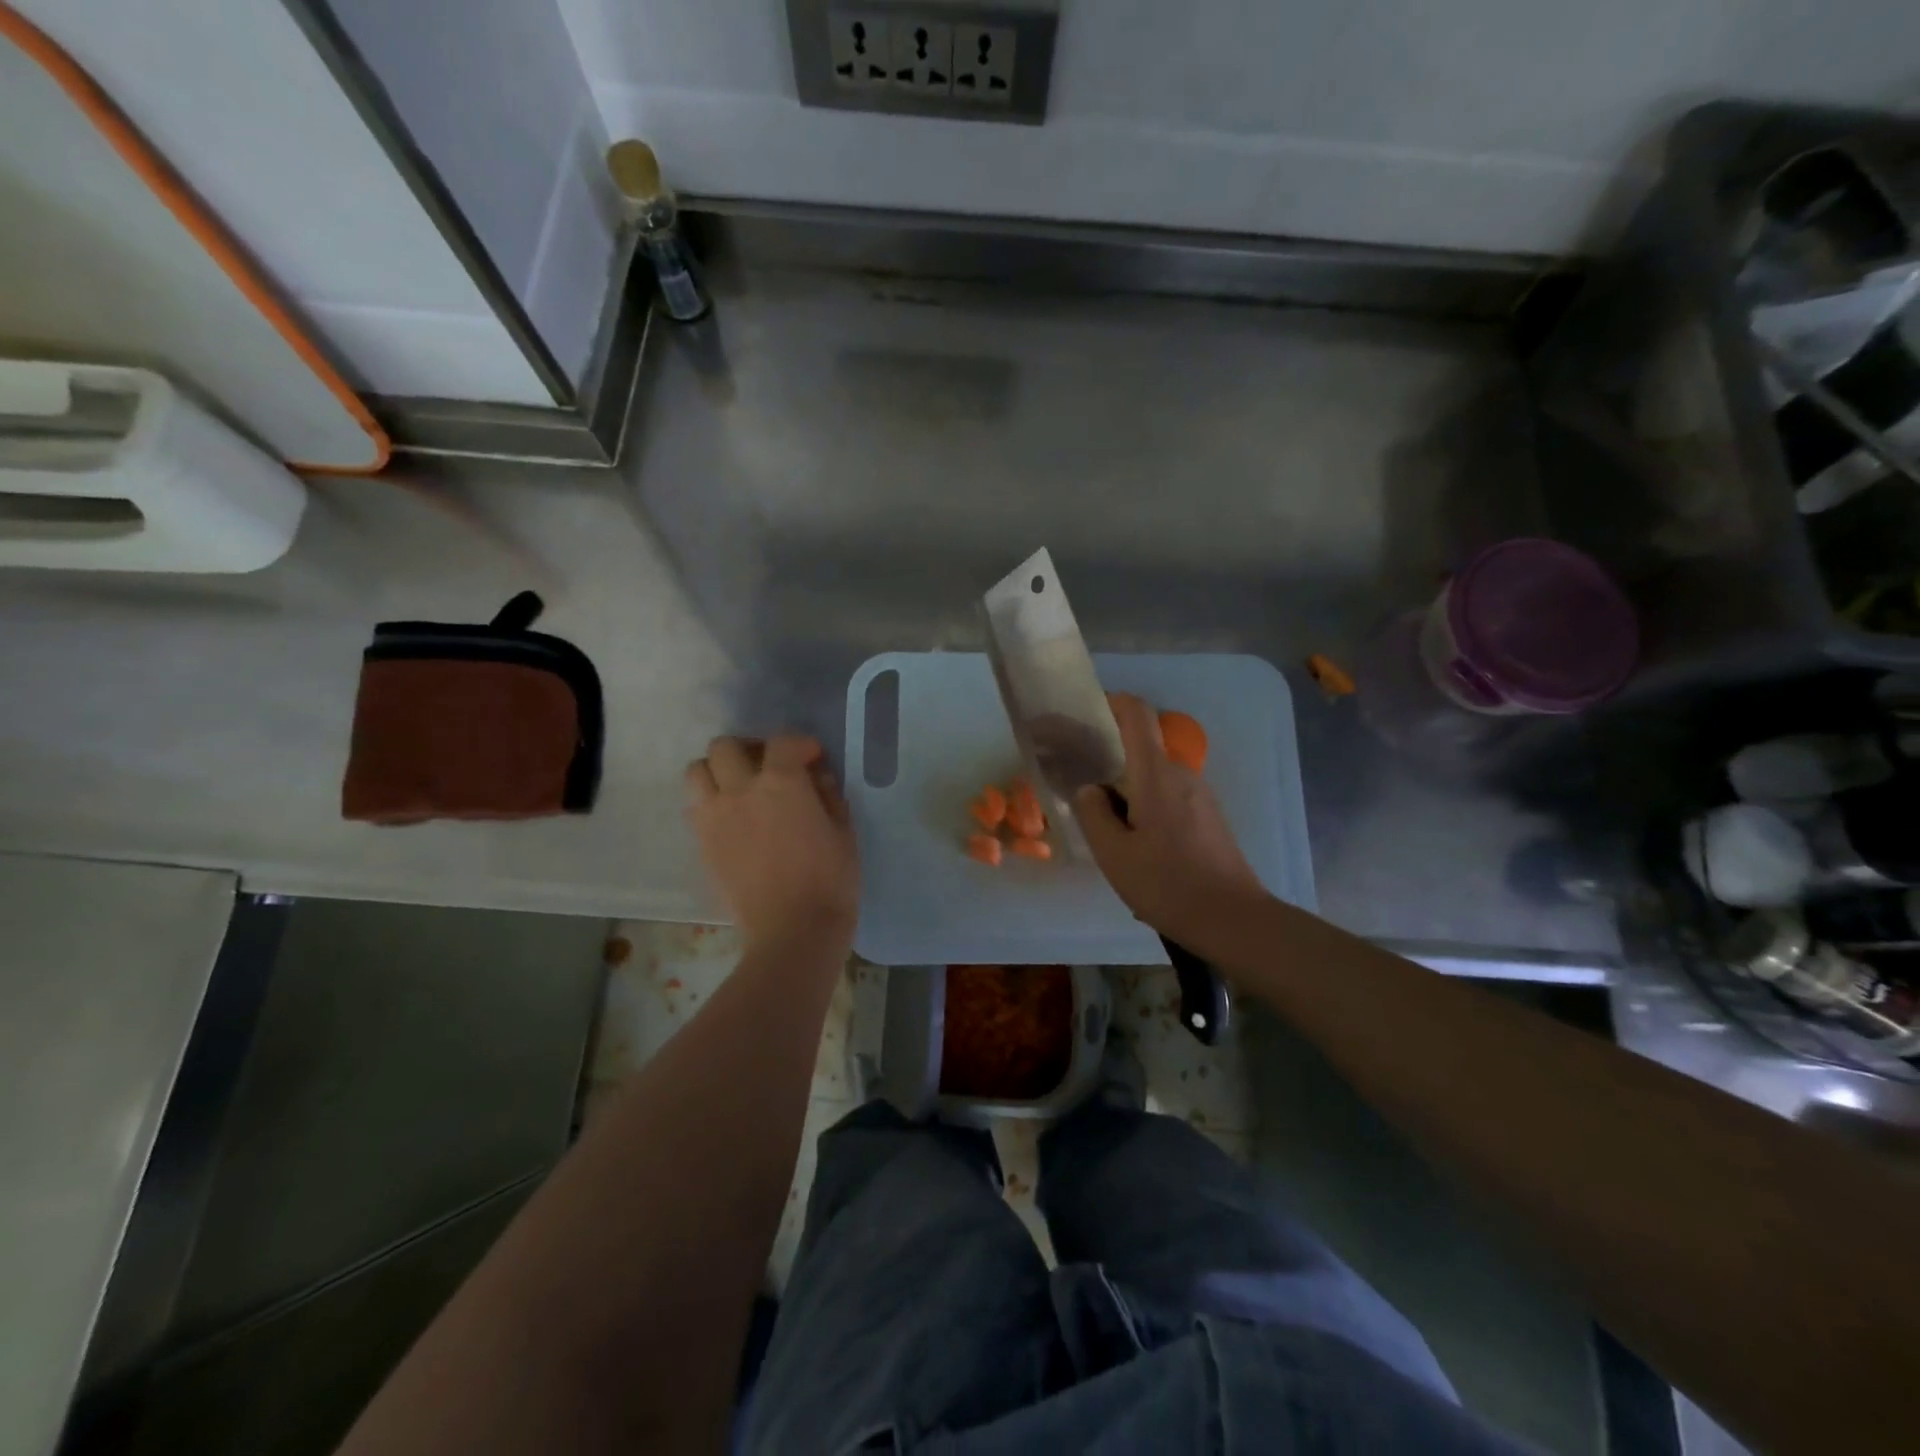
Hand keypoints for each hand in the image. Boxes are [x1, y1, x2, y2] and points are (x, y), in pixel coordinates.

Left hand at [685, 735, 858, 949]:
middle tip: (768, 767)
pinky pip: (695, 807)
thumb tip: (816, 776)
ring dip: (717, 771)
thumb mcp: (844, 832)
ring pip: (697, 771)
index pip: (782, 742)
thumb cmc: (830, 880)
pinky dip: (710, 802)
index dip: (800, 744)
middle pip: (725, 746)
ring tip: (739, 788)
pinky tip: (732, 818)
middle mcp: (741, 790)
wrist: (793, 931)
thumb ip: (829, 795)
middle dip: (748, 749)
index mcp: (782, 782)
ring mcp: (715, 817)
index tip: (813, 758)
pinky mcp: (702, 843)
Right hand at [1072, 693, 1267, 943]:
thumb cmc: (1168, 884)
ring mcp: (1201, 796)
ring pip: (1155, 778)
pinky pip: (1170, 798)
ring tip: (1105, 825)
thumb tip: (1091, 789)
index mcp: (1156, 774)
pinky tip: (1137, 846)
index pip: (1137, 715)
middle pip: (1142, 748)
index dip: (1113, 702)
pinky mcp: (1210, 818)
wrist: (1233, 920)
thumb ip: (1094, 813)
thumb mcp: (1114, 853)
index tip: (1087, 712)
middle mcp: (1181, 774)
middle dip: (1110, 758)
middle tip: (1081, 782)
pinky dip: (1147, 807)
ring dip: (1128, 790)